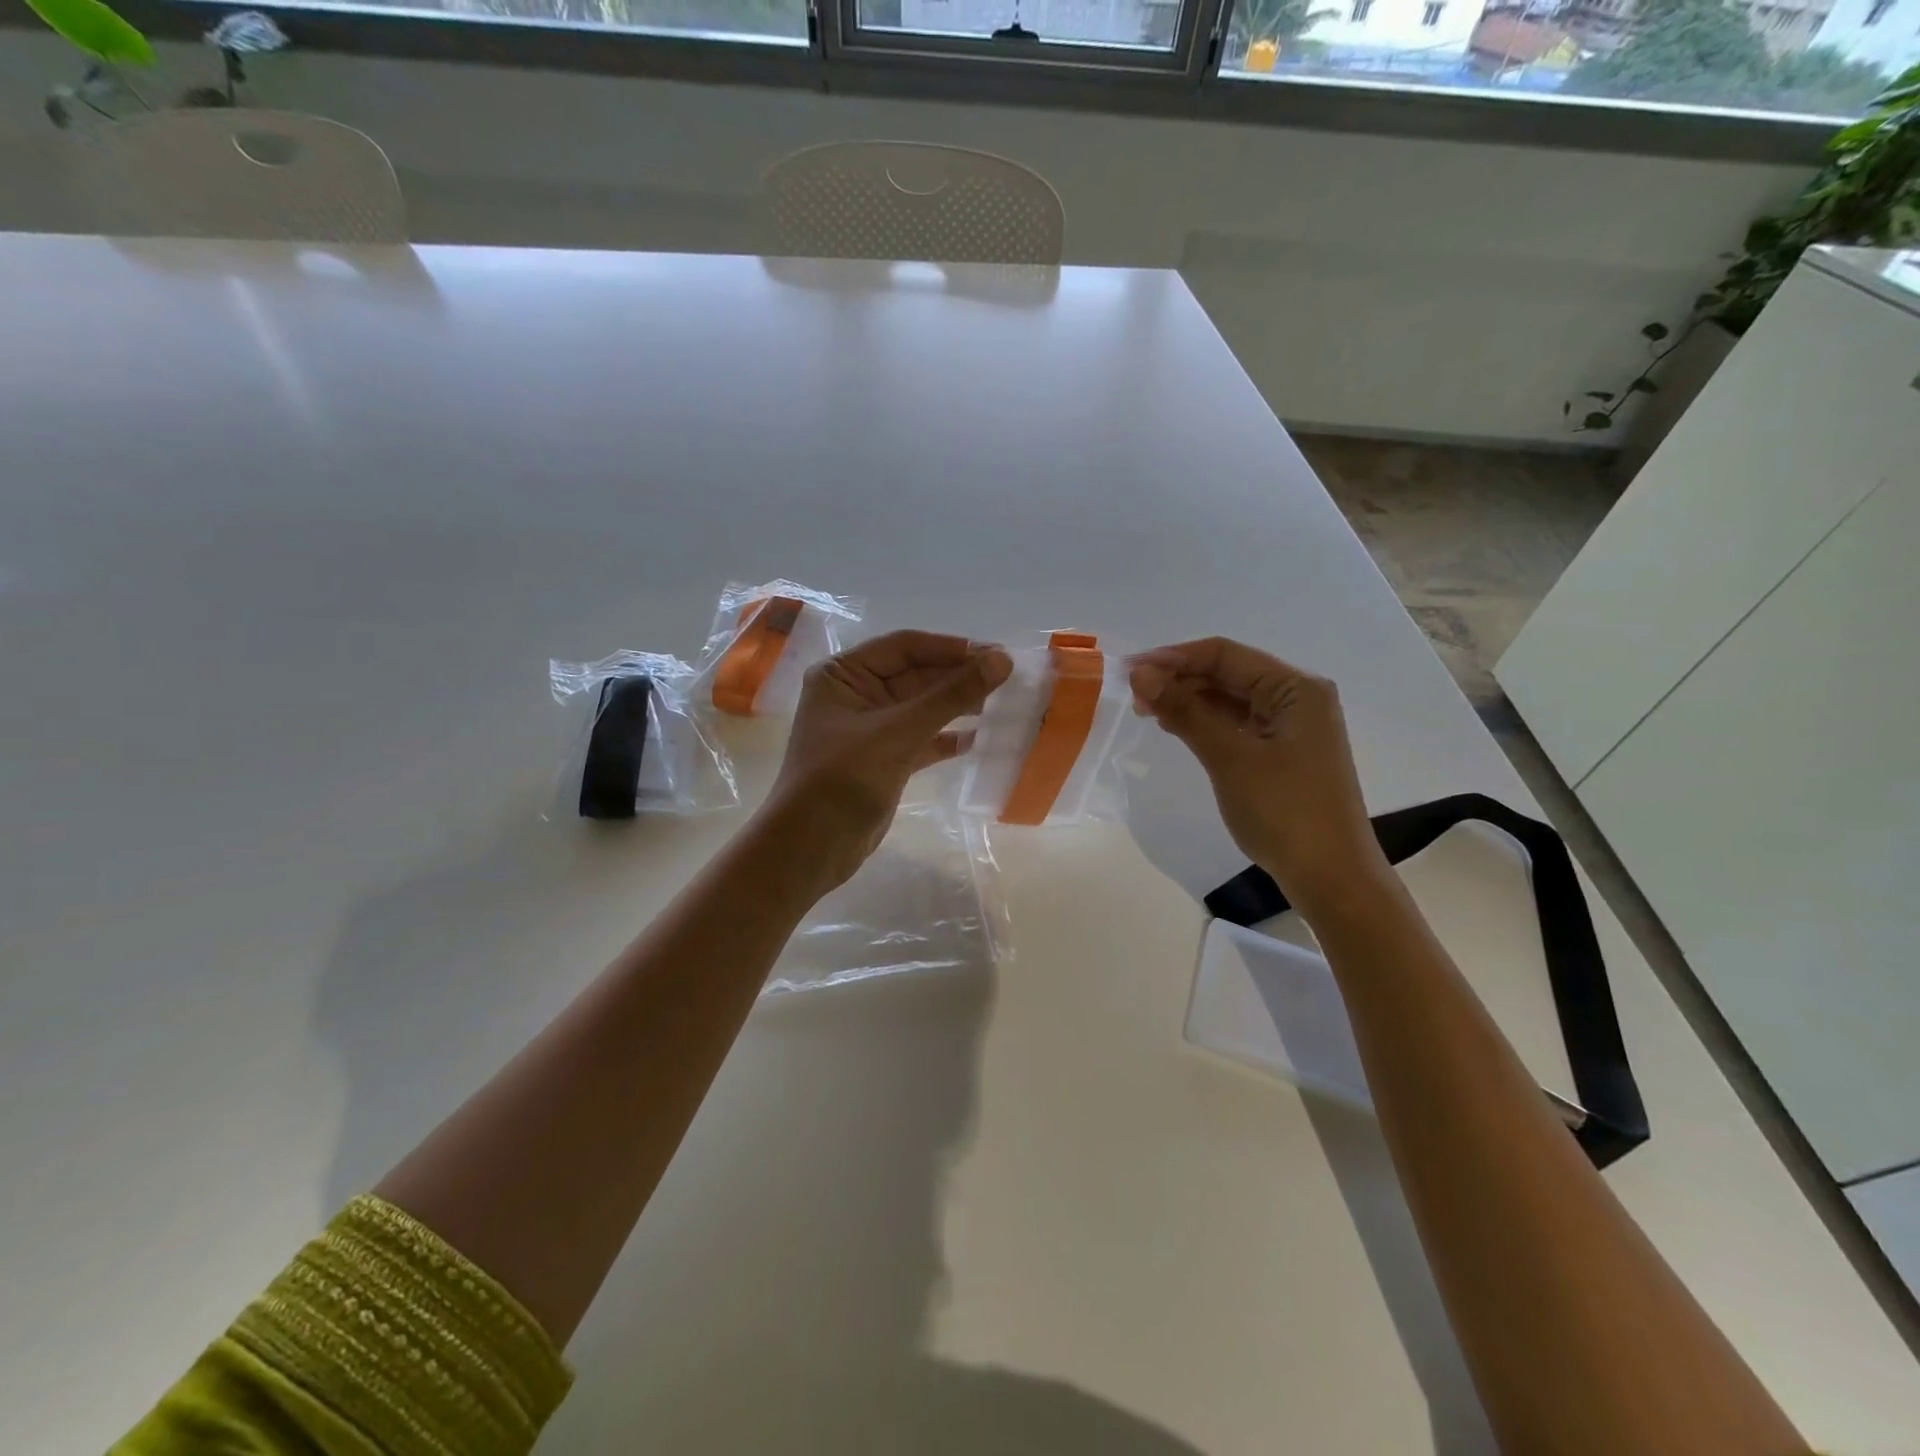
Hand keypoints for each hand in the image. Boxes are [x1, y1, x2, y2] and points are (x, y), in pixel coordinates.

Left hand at [765, 630, 1011, 887]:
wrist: (811, 848)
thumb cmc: (843, 779)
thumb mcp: (898, 732)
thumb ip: (950, 696)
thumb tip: (1001, 660)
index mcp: (842, 673)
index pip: (904, 647)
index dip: (951, 649)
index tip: (998, 654)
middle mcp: (855, 693)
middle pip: (916, 675)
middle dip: (959, 677)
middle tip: (1010, 679)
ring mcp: (870, 728)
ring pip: (923, 707)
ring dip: (958, 706)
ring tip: (1003, 704)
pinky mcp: (885, 758)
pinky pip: (923, 738)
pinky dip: (948, 737)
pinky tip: (980, 738)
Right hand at [1129, 638, 1388, 910]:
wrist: (1330, 877)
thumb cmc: (1284, 811)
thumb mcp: (1229, 757)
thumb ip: (1185, 710)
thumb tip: (1141, 673)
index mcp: (1296, 688)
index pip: (1225, 655)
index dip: (1174, 657)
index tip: (1129, 670)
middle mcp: (1297, 698)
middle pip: (1228, 674)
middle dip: (1179, 679)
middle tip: (1132, 696)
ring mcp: (1290, 727)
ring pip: (1229, 699)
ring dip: (1188, 701)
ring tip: (1145, 710)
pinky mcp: (1281, 752)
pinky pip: (1236, 724)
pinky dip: (1204, 723)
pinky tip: (1175, 727)